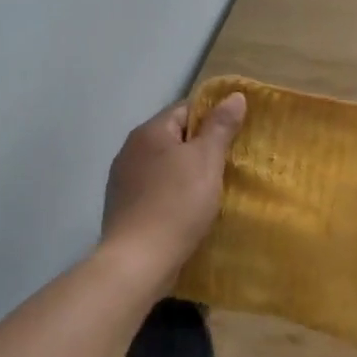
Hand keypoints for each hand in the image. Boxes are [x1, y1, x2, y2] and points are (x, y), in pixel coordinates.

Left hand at [102, 94, 245, 273]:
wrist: (138, 260)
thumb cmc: (177, 204)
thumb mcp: (206, 161)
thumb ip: (220, 127)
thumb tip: (234, 95)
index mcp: (149, 132)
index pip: (185, 109)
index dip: (212, 118)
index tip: (234, 137)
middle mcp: (130, 150)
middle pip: (173, 137)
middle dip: (199, 148)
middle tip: (227, 165)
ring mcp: (122, 180)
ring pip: (163, 165)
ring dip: (185, 172)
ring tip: (211, 190)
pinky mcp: (123, 207)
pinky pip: (154, 190)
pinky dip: (172, 194)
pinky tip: (187, 211)